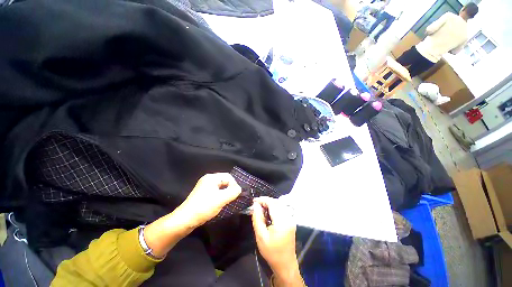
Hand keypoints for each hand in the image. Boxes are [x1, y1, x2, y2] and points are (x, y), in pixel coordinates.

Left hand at [180, 173, 241, 226]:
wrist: (185, 220)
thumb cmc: (204, 207)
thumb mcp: (221, 199)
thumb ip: (233, 192)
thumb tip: (240, 189)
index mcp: (211, 177)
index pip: (228, 176)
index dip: (234, 184)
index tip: (237, 194)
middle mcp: (208, 179)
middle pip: (224, 181)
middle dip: (230, 189)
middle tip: (233, 198)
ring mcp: (204, 186)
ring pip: (220, 187)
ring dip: (226, 193)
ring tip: (228, 201)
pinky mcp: (202, 194)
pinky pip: (215, 191)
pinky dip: (220, 196)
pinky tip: (221, 203)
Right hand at [251, 197, 301, 284]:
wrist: (285, 264)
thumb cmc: (271, 252)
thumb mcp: (260, 236)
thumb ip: (257, 218)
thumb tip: (255, 205)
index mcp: (281, 221)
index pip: (272, 203)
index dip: (262, 200)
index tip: (254, 201)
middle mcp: (288, 217)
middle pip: (277, 202)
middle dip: (266, 201)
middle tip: (256, 204)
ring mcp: (291, 219)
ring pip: (280, 204)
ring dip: (270, 203)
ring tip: (261, 208)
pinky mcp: (291, 221)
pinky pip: (282, 209)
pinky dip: (275, 207)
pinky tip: (268, 212)